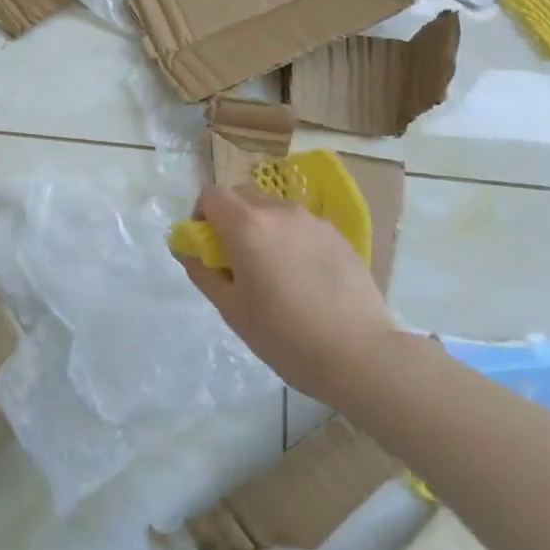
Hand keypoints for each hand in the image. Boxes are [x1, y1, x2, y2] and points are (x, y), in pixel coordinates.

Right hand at [178, 184, 397, 401]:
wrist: (359, 354)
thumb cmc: (285, 336)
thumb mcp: (231, 310)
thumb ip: (203, 272)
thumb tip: (190, 251)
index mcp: (247, 226)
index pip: (211, 195)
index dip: (202, 216)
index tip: (208, 247)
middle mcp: (278, 211)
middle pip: (242, 195)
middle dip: (231, 217)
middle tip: (236, 259)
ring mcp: (312, 220)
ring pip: (273, 208)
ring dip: (262, 227)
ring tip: (274, 271)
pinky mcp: (337, 235)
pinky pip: (301, 225)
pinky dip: (291, 239)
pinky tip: (304, 278)